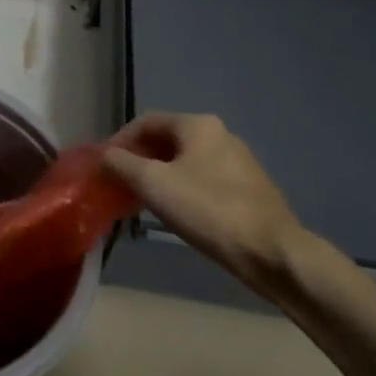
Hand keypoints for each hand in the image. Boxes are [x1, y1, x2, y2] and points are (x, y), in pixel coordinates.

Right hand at [104, 112, 307, 295]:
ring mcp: (239, 162)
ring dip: (160, 176)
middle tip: (120, 184)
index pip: (146, 121)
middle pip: (167, 140)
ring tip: (142, 201)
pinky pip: (204, 180)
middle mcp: (220, 135)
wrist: (272, 253)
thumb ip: (121, 164)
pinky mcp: (249, 189)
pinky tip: (176, 213)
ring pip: (186, 162)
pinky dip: (182, 189)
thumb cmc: (207, 209)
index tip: (103, 165)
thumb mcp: (152, 184)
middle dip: (139, 159)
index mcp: (198, 125)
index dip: (120, 140)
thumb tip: (103, 155)